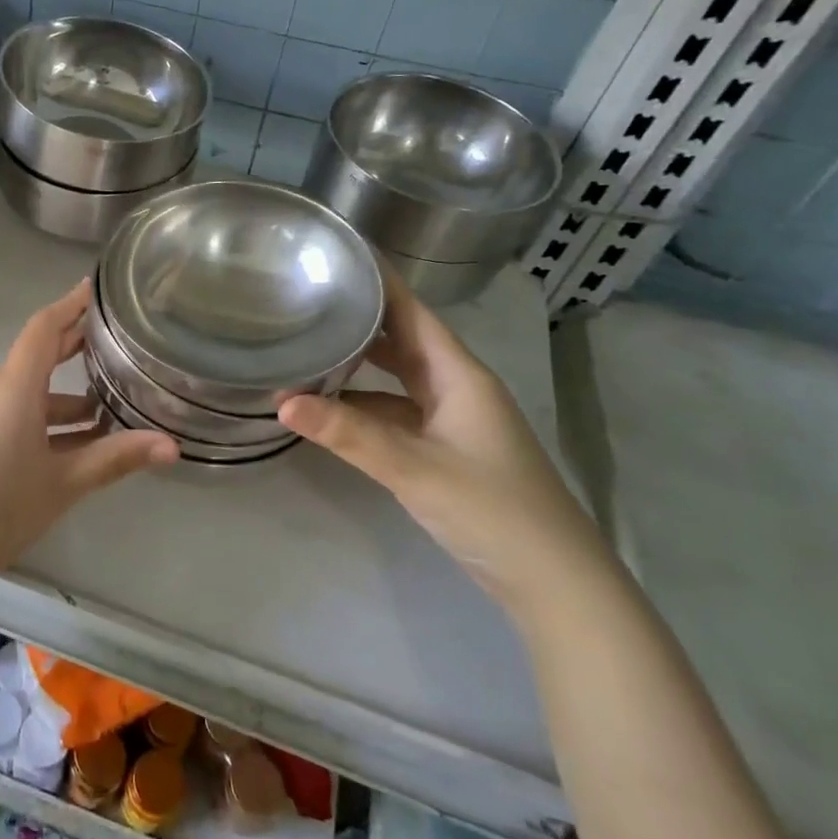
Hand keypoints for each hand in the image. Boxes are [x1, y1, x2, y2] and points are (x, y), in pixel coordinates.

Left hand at [0, 280, 177, 582]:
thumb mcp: (62, 483)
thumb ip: (115, 459)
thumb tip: (172, 446)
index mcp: (15, 388)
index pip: (44, 328)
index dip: (70, 304)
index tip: (97, 287)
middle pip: (39, 354)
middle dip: (76, 342)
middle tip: (117, 336)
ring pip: (32, 390)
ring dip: (69, 392)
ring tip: (113, 401)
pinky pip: (19, 413)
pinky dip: (50, 417)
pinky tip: (79, 440)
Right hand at [278, 276, 609, 615]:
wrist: (554, 583)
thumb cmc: (493, 510)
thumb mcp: (414, 468)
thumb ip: (349, 433)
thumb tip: (283, 400)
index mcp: (458, 375)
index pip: (412, 312)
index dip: (379, 281)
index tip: (338, 255)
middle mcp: (455, 387)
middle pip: (401, 339)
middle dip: (359, 318)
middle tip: (306, 296)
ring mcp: (451, 420)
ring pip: (396, 378)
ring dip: (358, 364)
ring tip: (307, 345)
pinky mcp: (444, 449)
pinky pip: (395, 412)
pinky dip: (363, 405)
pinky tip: (328, 408)